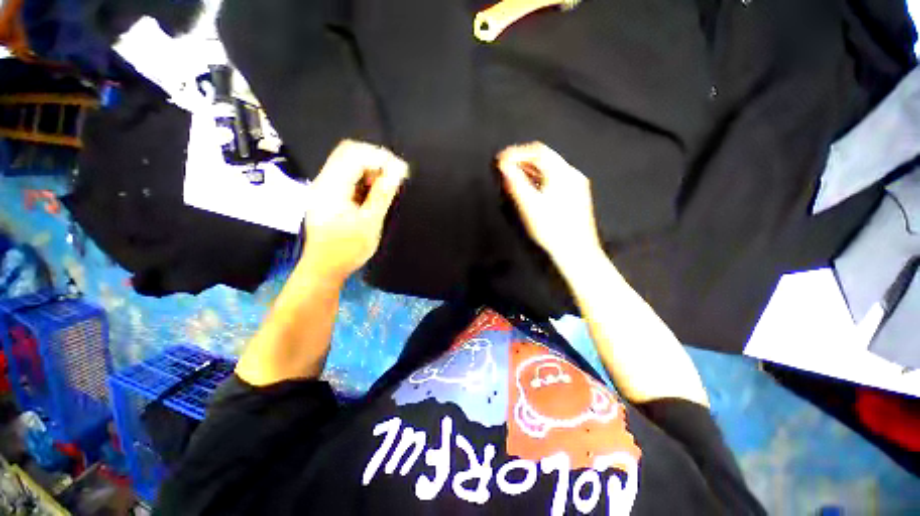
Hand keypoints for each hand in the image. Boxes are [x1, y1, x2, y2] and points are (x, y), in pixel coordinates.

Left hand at [301, 140, 408, 281]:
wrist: (324, 267)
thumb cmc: (347, 249)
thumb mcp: (370, 222)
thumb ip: (382, 194)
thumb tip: (397, 171)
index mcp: (331, 187)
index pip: (355, 155)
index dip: (380, 157)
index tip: (401, 170)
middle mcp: (324, 181)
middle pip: (348, 152)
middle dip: (375, 159)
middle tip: (394, 176)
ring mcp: (324, 187)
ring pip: (348, 162)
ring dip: (370, 169)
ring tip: (386, 186)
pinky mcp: (328, 194)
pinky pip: (347, 175)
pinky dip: (364, 178)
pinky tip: (373, 192)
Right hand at [497, 142, 602, 265]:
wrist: (576, 252)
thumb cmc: (553, 231)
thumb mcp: (529, 205)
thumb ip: (515, 183)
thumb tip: (503, 166)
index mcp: (562, 174)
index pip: (537, 151)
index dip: (517, 153)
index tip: (502, 160)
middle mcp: (571, 175)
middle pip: (544, 158)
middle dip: (522, 161)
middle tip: (505, 168)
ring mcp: (575, 186)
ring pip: (549, 170)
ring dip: (529, 170)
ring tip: (513, 178)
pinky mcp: (574, 197)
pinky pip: (553, 180)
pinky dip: (538, 180)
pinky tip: (530, 190)